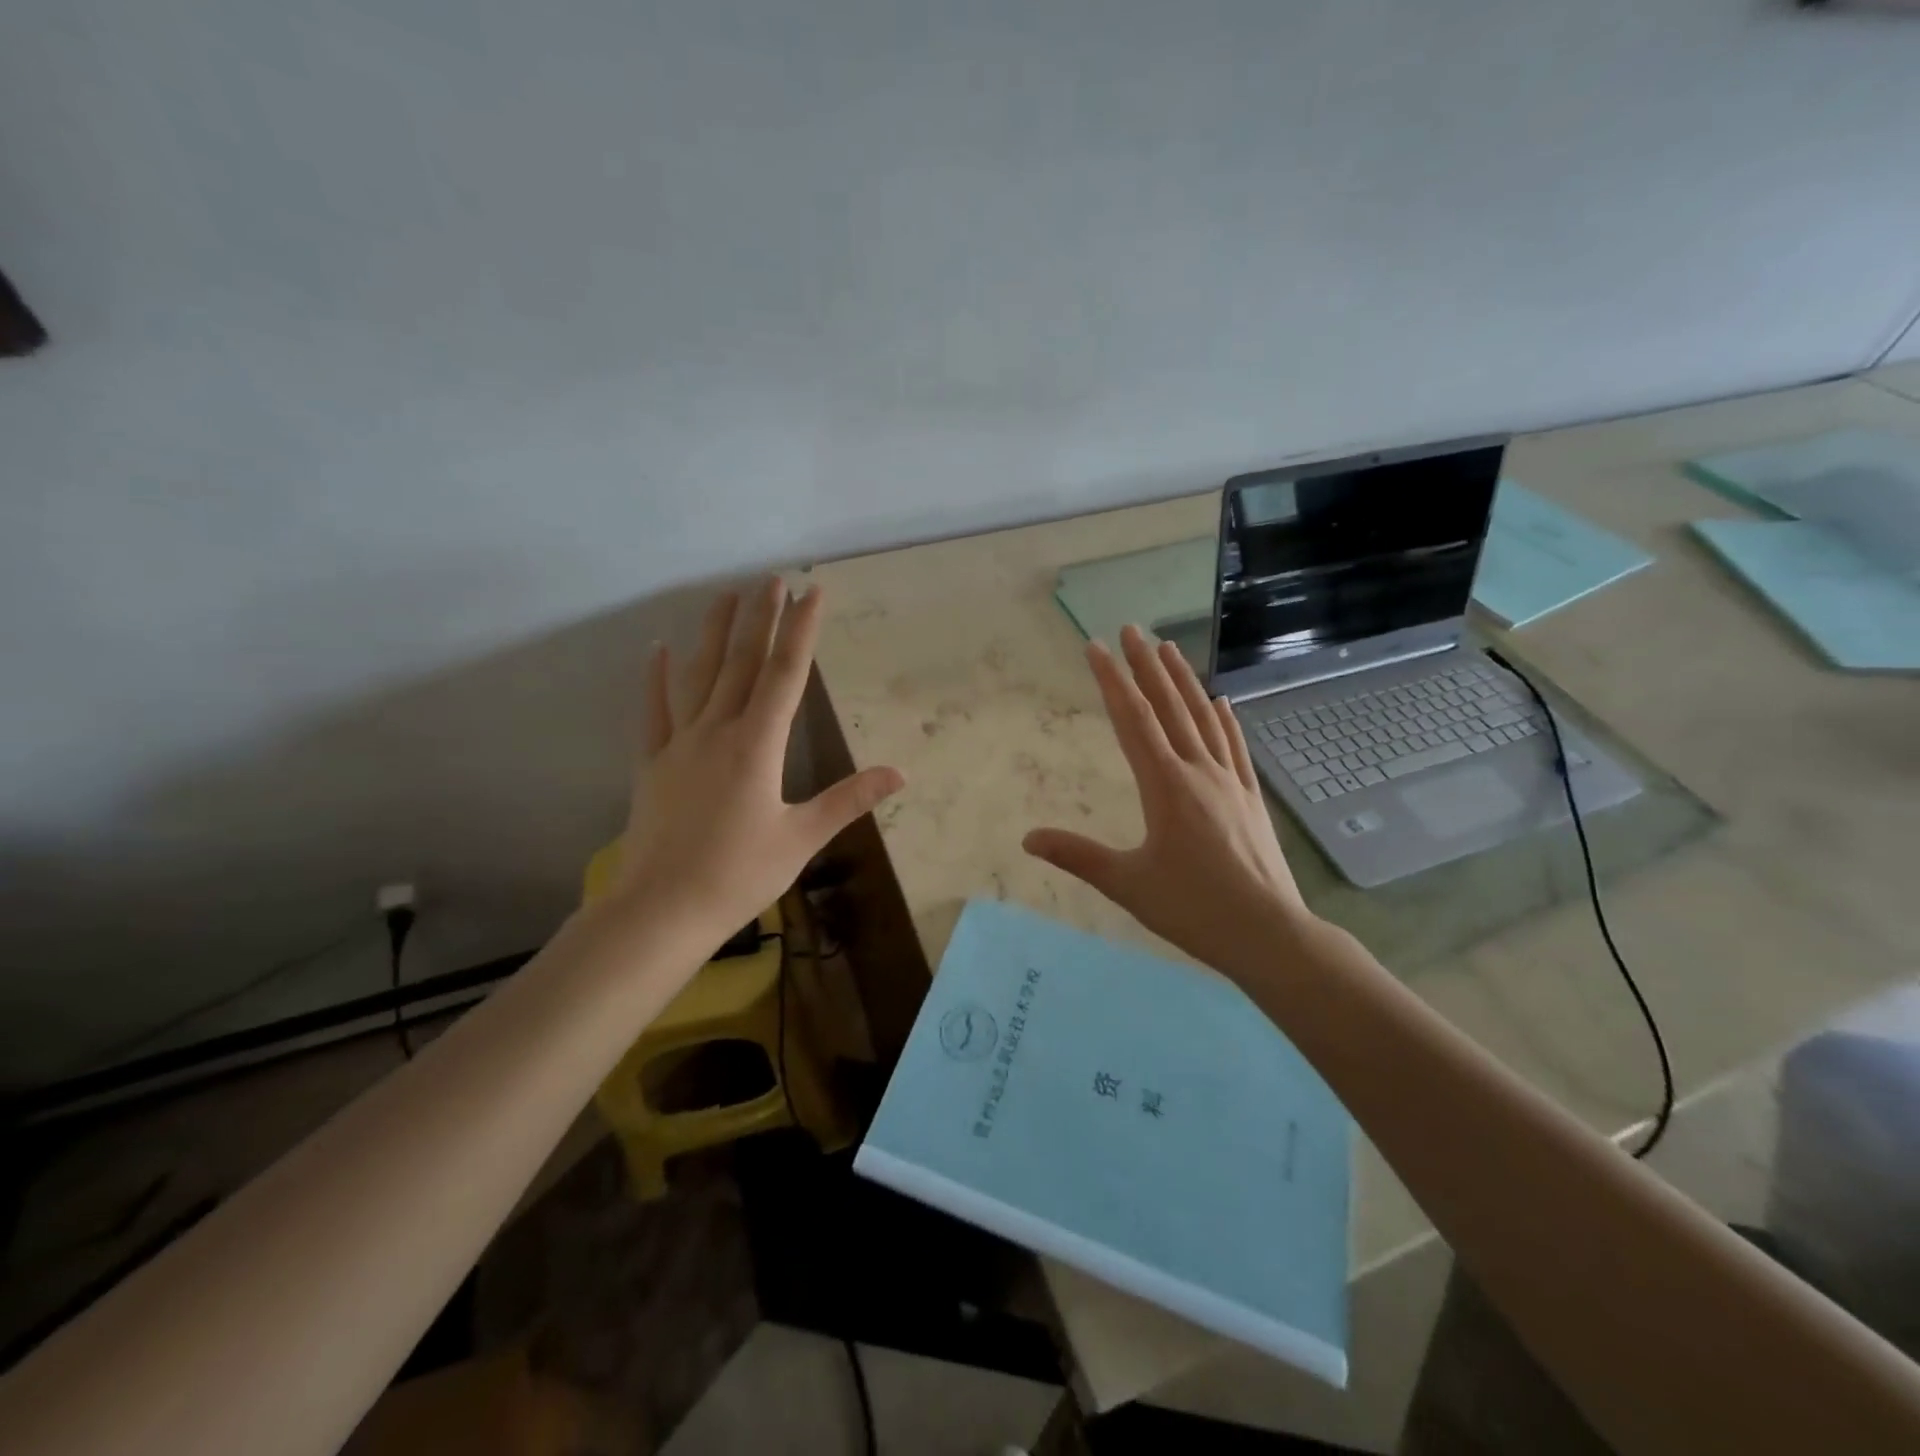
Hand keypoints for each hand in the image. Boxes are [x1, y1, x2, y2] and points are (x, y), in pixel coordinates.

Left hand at [609, 580, 904, 957]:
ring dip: (714, 634)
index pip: (786, 675)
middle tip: (772, 580)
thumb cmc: (739, 875)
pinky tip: (658, 648)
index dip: (801, 631)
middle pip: (742, 663)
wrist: (661, 910)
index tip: (812, 592)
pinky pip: (655, 710)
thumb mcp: (802, 838)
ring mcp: (680, 744)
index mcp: (758, 746)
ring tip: (725, 596)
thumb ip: (848, 800)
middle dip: (760, 619)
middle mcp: (718, 731)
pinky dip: (656, 677)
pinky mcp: (653, 763)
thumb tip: (899, 774)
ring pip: (698, 676)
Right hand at [1022, 625, 1313, 983]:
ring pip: (1203, 718)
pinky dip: (1225, 719)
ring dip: (1184, 681)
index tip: (1095, 647)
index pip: (1131, 720)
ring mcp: (1230, 781)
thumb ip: (1076, 856)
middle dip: (1146, 666)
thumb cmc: (1193, 909)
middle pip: (1168, 707)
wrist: (1270, 934)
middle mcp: (1198, 771)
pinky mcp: (1251, 798)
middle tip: (1131, 629)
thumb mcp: (1126, 884)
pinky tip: (1221, 702)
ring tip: (1170, 648)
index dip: (1111, 681)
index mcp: (1165, 786)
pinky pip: (1235, 746)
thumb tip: (1027, 838)